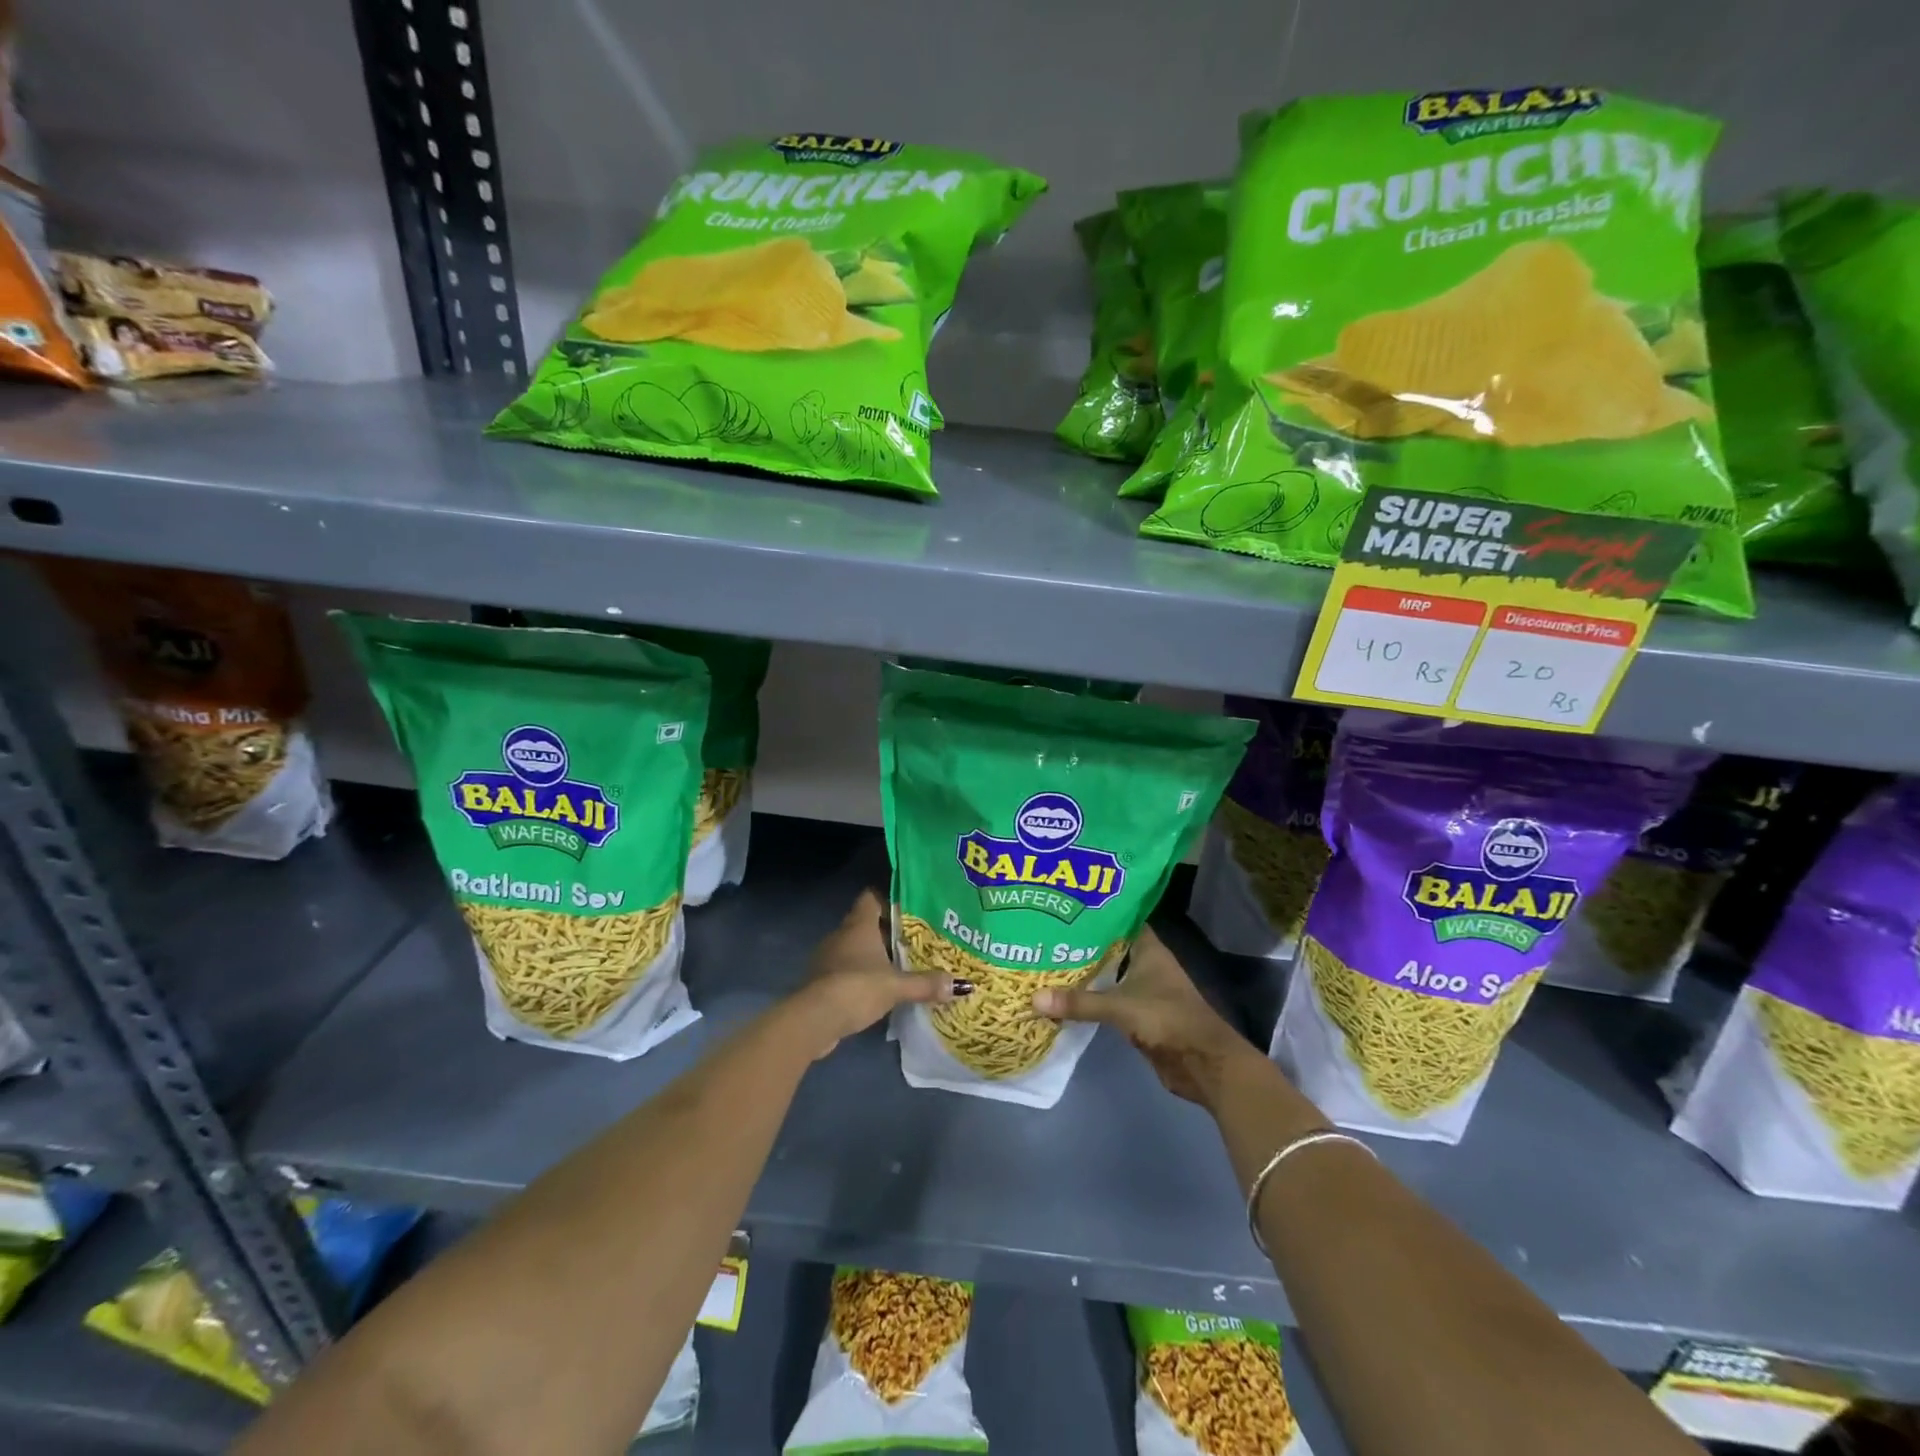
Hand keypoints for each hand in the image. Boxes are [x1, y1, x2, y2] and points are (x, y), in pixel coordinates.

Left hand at [791, 889, 968, 1058]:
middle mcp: (841, 935)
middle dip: (888, 931)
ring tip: (902, 965)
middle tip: (916, 939)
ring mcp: (828, 958)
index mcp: (858, 925)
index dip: (889, 899)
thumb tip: (962, 985)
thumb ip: (926, 984)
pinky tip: (879, 989)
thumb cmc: (856, 987)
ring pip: (856, 948)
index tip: (911, 908)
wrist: (813, 1020)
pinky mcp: (823, 981)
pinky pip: (847, 970)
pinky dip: (862, 976)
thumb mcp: (896, 986)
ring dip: (874, 956)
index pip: (871, 897)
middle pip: (866, 923)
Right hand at [1033, 927, 1259, 1106]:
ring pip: (1107, 973)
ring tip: (1046, 960)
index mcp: (1148, 949)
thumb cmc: (1168, 1019)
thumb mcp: (1121, 1006)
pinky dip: (1089, 997)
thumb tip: (1034, 999)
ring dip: (1083, 970)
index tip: (1064, 905)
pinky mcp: (1137, 1014)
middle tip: (1044, 933)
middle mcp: (1145, 964)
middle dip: (1081, 942)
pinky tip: (1063, 994)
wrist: (1203, 1063)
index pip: (1120, 918)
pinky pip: (1107, 998)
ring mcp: (1142, 990)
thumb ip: (1080, 1002)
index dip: (1096, 911)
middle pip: (1109, 947)